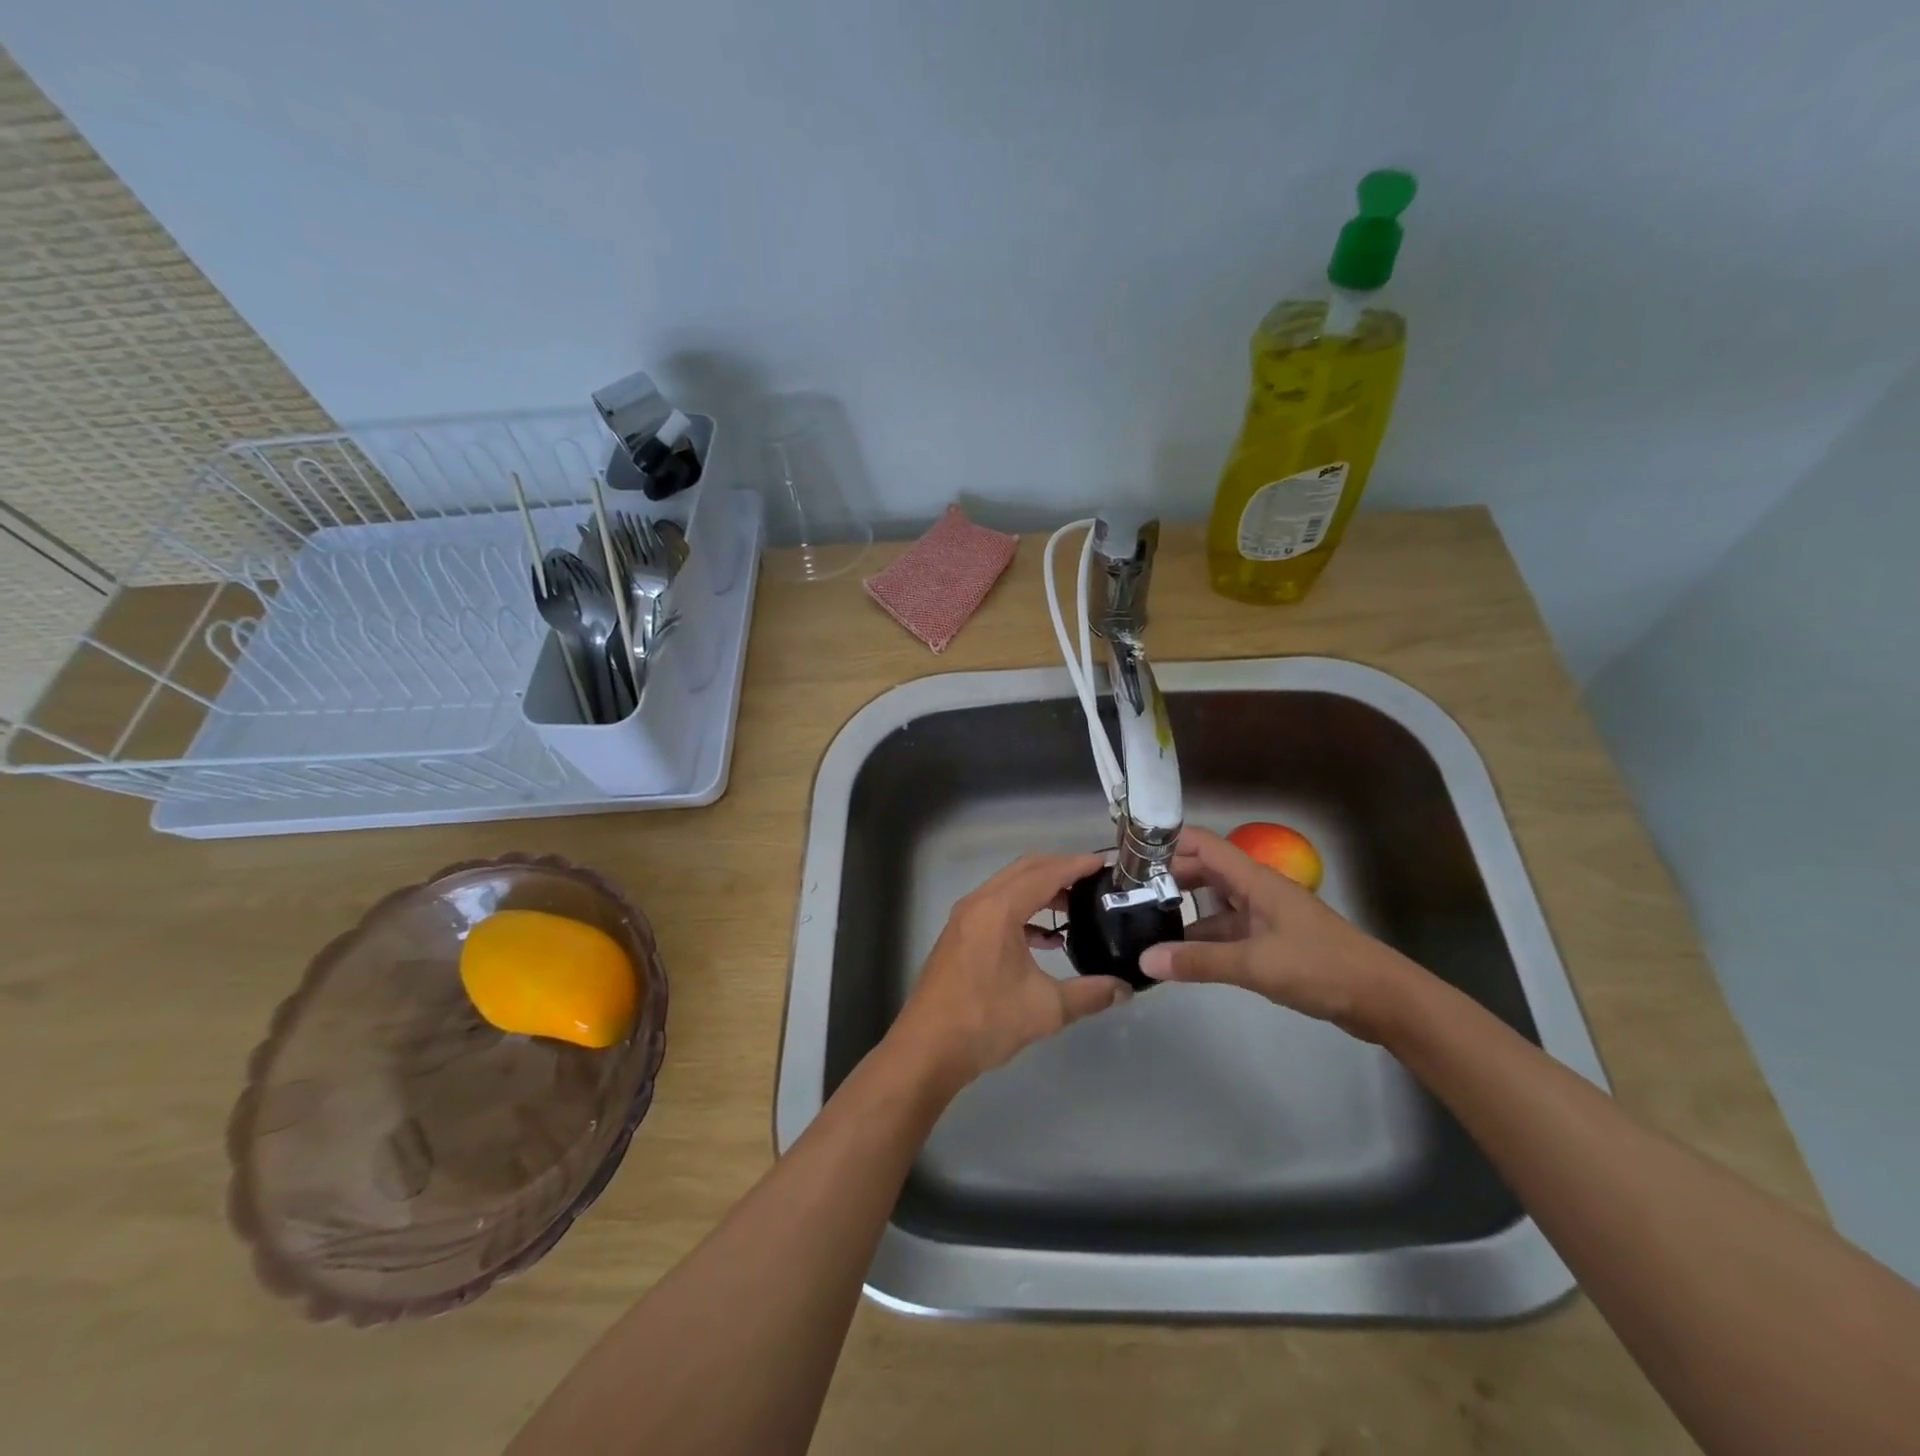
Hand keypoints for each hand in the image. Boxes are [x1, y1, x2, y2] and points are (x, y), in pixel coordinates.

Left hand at [889, 853, 1132, 1093]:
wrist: (927, 1049)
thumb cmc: (985, 1021)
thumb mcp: (1046, 1008)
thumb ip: (1090, 994)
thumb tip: (1125, 989)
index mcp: (999, 909)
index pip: (1045, 873)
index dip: (1077, 865)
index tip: (1105, 864)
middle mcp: (978, 903)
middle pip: (1024, 870)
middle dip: (1059, 870)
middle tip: (1093, 880)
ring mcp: (964, 918)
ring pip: (1008, 888)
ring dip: (1040, 891)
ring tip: (1074, 908)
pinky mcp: (959, 935)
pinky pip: (996, 907)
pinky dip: (1022, 912)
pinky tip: (1044, 940)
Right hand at [1138, 826, 1419, 1041]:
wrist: (1383, 999)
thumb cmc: (1320, 967)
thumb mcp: (1254, 964)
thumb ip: (1199, 962)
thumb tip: (1145, 960)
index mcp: (1254, 880)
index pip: (1202, 845)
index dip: (1167, 843)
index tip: (1131, 856)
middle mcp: (1256, 891)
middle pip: (1204, 872)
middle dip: (1168, 879)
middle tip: (1128, 895)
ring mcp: (1265, 917)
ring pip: (1214, 905)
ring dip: (1184, 912)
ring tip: (1144, 925)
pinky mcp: (1272, 942)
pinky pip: (1228, 931)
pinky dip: (1204, 940)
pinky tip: (1181, 957)